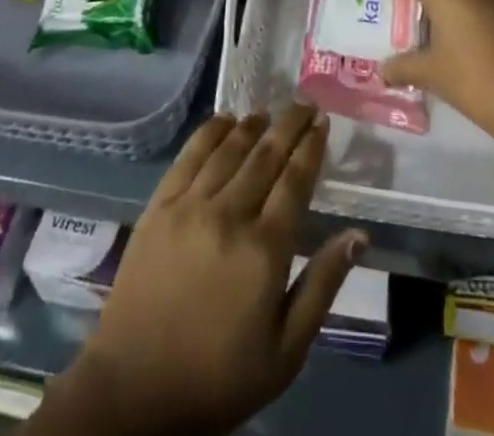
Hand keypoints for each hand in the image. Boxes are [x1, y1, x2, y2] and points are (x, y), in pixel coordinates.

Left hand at [33, 104, 365, 435]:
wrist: (135, 389)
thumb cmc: (218, 377)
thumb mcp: (285, 351)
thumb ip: (322, 285)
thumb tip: (358, 235)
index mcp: (265, 249)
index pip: (295, 180)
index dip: (311, 146)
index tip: (323, 121)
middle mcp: (230, 214)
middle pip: (266, 154)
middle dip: (289, 125)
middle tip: (304, 104)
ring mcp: (190, 205)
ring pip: (230, 148)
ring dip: (253, 125)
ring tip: (268, 112)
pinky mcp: (159, 205)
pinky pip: (190, 155)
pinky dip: (210, 132)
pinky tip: (224, 120)